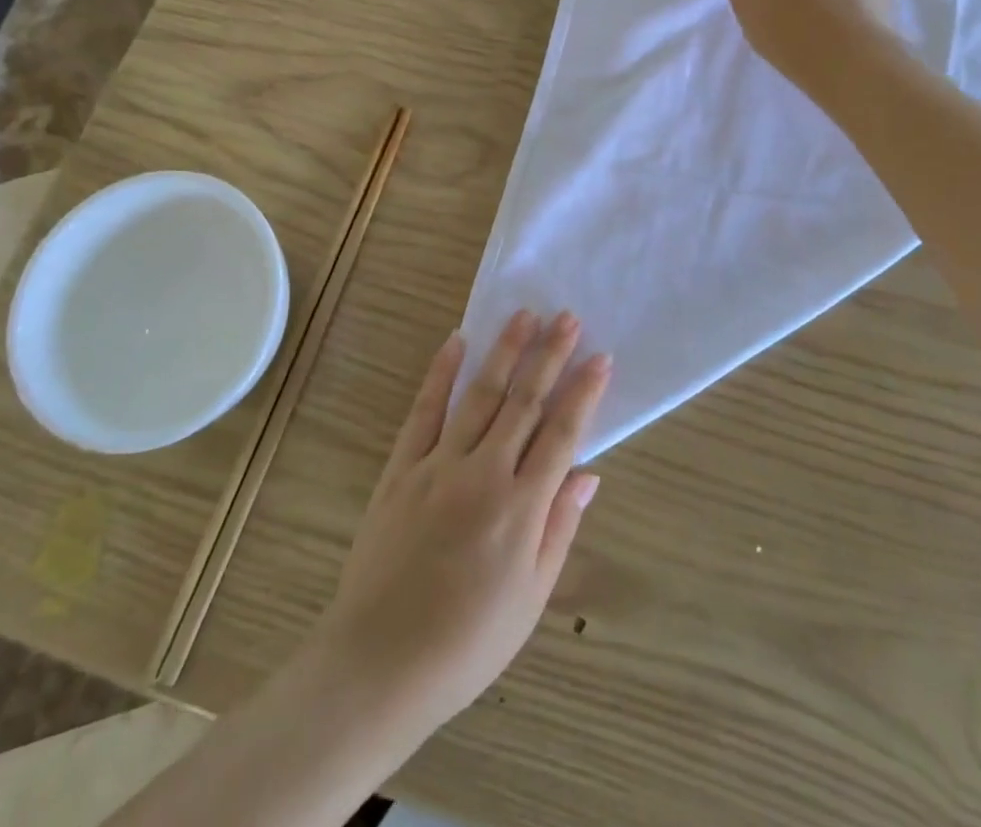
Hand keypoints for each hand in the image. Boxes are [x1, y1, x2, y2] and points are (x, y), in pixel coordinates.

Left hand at [310, 312, 609, 740]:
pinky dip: (440, 374)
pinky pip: (424, 411)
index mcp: (522, 508)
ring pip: (479, 395)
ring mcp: (438, 466)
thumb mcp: (531, 598)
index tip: (601, 356)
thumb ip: (560, 528)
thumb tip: (588, 474)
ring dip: (504, 352)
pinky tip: (456, 342)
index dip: (584, 392)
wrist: (378, 665)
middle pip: (524, 401)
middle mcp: (484, 474)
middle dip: (549, 355)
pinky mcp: (401, 469)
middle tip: (567, 316)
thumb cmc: (467, 644)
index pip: (562, 433)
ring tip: (524, 315)